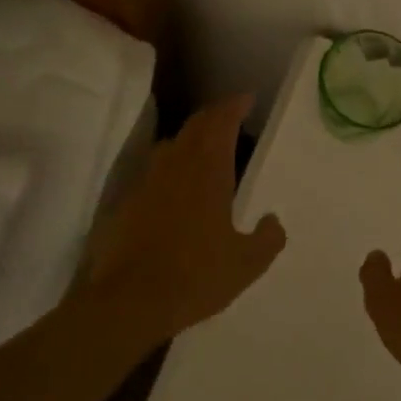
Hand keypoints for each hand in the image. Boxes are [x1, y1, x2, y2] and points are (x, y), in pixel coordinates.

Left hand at [79, 96, 286, 350]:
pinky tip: (178, 189)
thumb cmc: (195, 276)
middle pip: (194, 127)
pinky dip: (172, 168)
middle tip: (231, 117)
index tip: (247, 99)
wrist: (129, 301)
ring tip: (207, 150)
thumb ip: (267, 239)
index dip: (234, 106)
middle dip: (214, 117)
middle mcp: (176, 167)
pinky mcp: (127, 204)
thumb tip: (273, 221)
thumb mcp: (246, 264)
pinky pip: (154, 172)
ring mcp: (147, 183)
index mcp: (208, 172)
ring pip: (171, 146)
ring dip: (191, 139)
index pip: (220, 123)